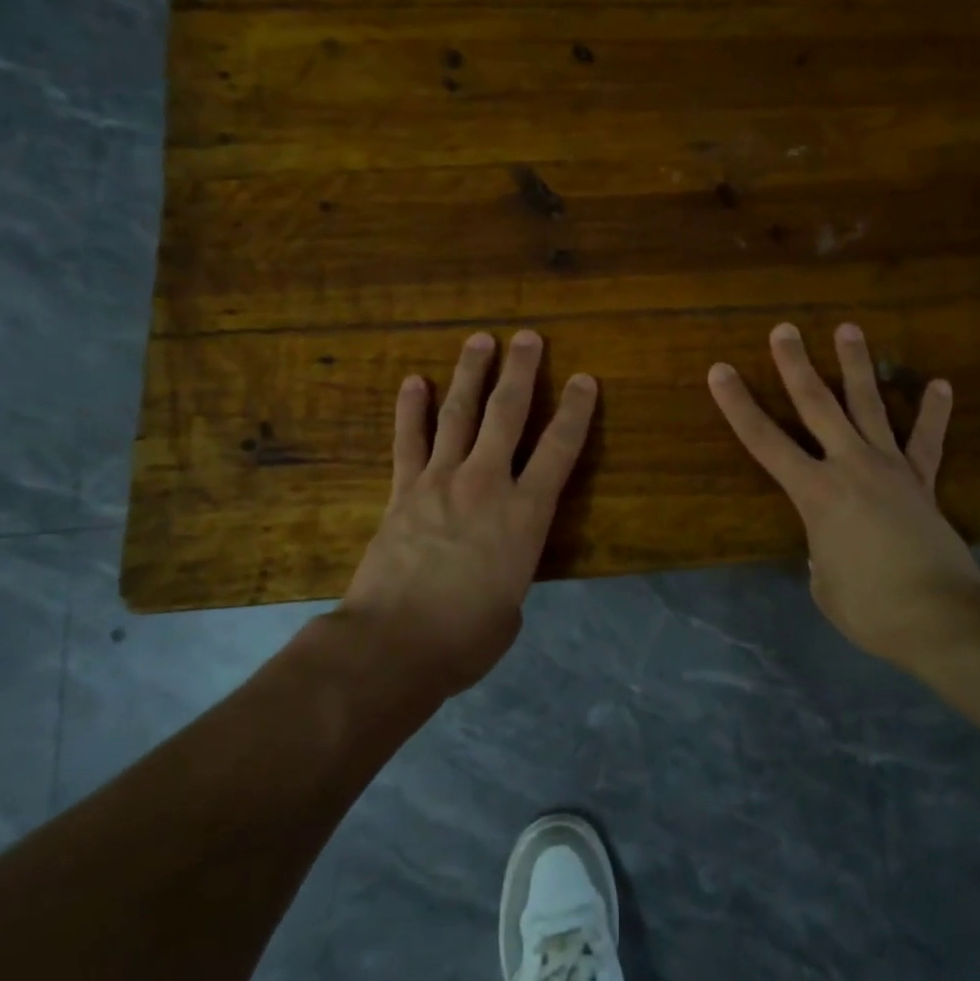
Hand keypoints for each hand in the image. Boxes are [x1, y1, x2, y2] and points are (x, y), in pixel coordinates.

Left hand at [338, 330, 597, 694]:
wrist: (395, 644)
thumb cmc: (466, 636)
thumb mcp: (511, 605)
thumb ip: (511, 570)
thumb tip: (497, 564)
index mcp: (526, 514)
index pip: (560, 449)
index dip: (576, 410)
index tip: (584, 379)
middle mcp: (486, 484)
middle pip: (507, 414)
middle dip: (521, 371)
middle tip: (528, 337)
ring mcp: (440, 481)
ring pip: (459, 415)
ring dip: (471, 375)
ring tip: (480, 340)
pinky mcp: (403, 491)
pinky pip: (408, 441)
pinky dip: (410, 410)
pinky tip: (413, 382)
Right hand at [707, 322, 979, 671]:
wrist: (943, 618)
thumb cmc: (870, 608)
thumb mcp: (824, 583)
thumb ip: (820, 551)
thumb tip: (832, 542)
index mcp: (815, 494)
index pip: (764, 441)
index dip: (738, 405)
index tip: (720, 370)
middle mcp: (850, 467)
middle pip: (818, 405)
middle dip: (796, 366)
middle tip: (784, 329)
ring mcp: (891, 469)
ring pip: (869, 406)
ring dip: (856, 366)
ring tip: (848, 328)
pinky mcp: (923, 482)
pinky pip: (927, 442)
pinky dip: (933, 413)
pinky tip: (941, 385)